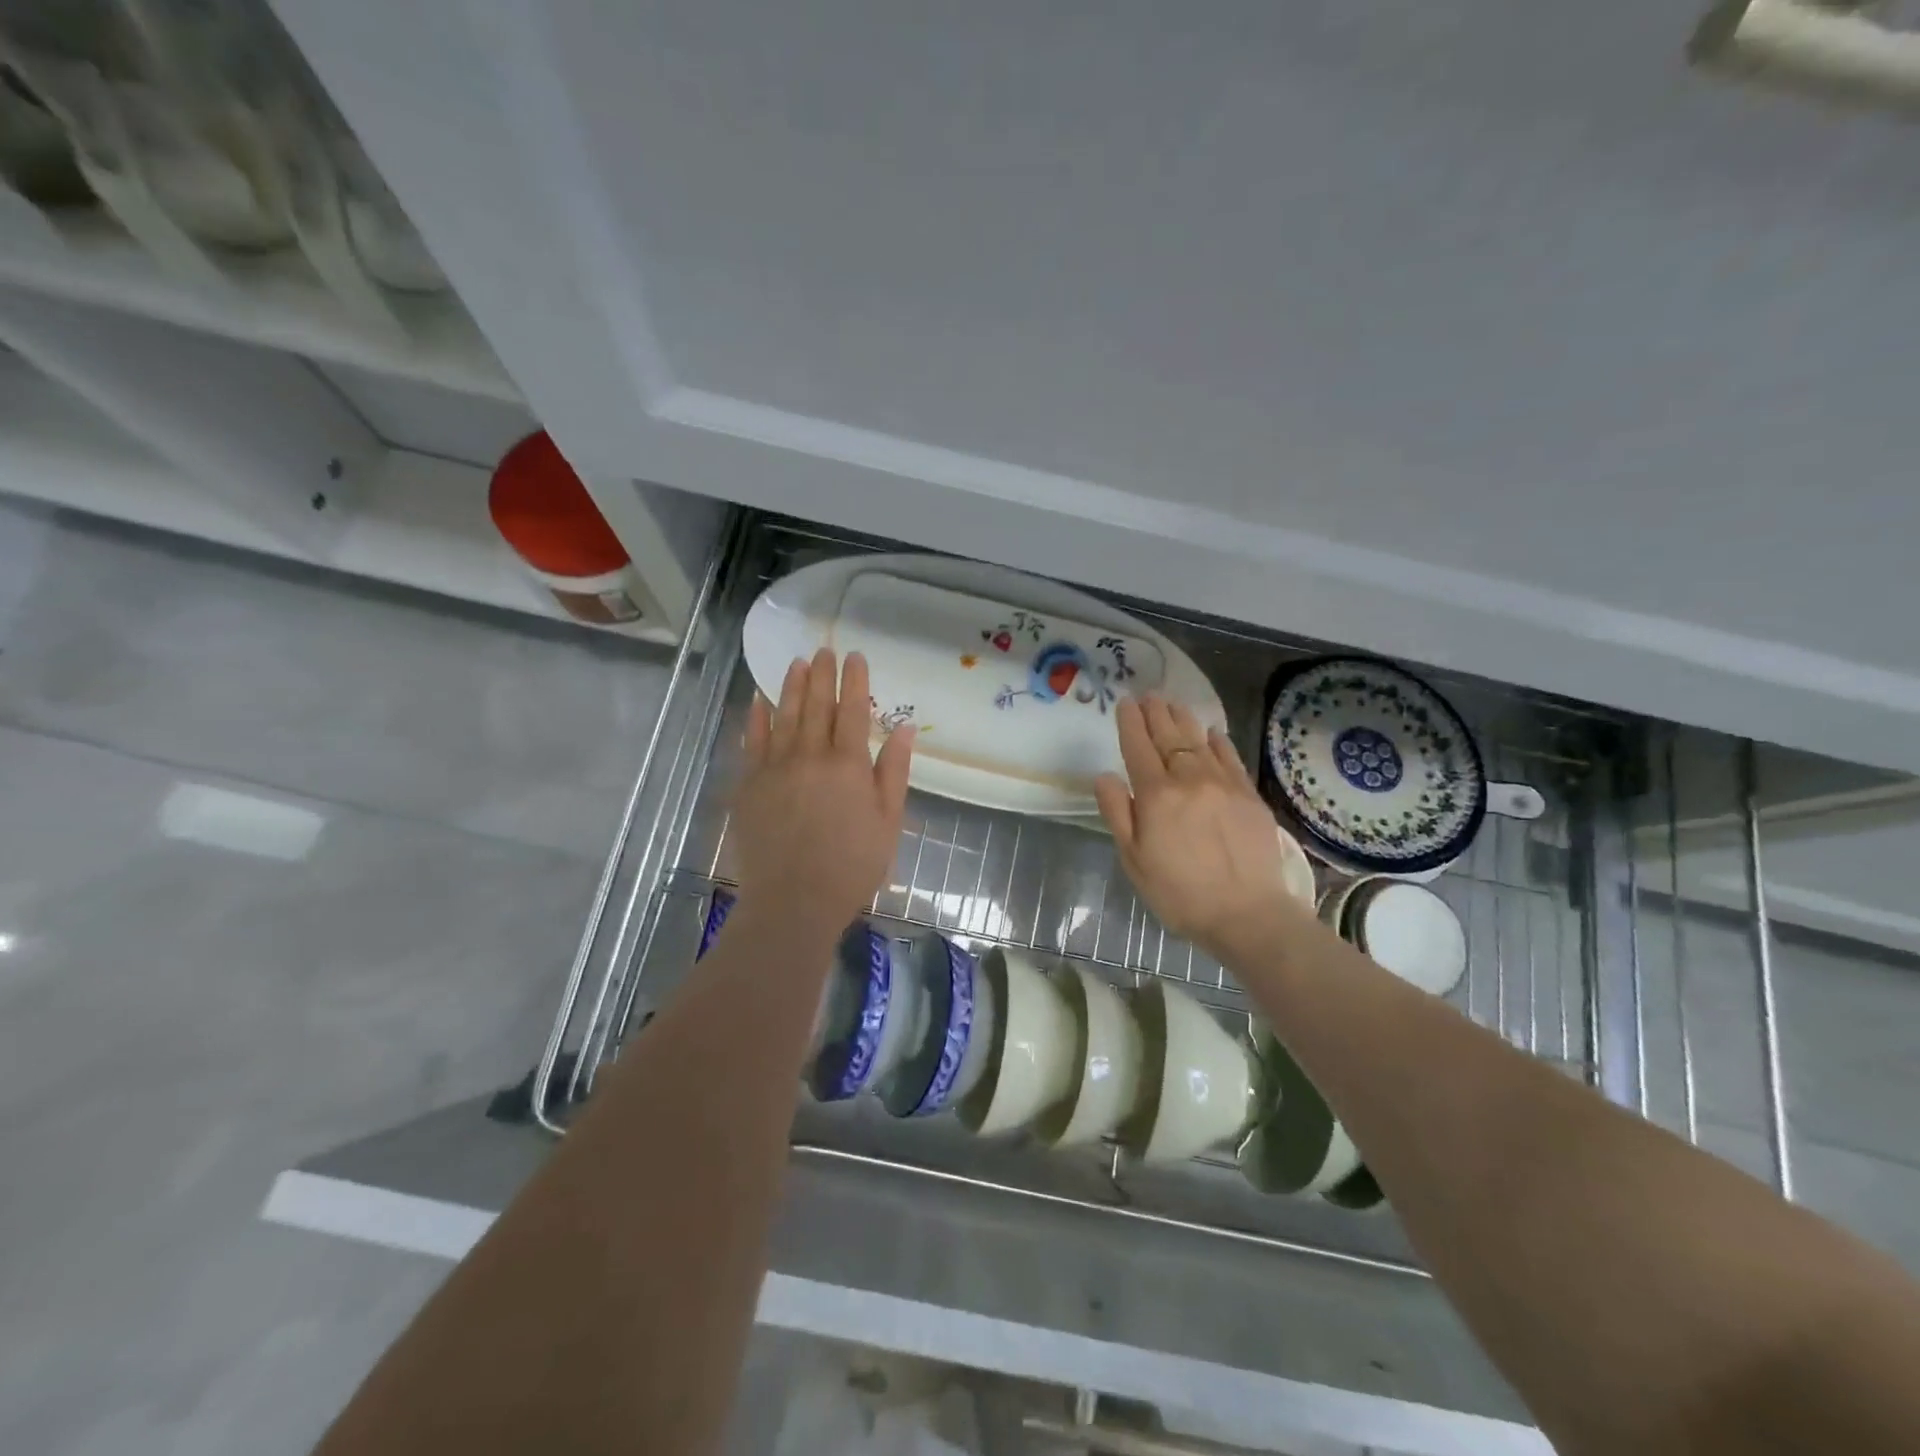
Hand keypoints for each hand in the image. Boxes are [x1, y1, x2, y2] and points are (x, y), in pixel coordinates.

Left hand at [735, 649, 913, 931]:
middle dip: (822, 674)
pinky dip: (756, 718)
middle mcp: (810, 756)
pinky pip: (752, 742)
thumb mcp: (888, 821)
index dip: (855, 680)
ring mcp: (775, 768)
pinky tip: (759, 701)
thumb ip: (893, 770)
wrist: (794, 900)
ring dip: (791, 686)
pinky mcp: (750, 785)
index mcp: (848, 765)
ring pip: (784, 716)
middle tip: (825, 650)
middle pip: (817, 705)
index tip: (855, 656)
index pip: (852, 710)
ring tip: (797, 663)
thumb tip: (903, 727)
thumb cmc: (852, 865)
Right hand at [1094, 694, 1303, 959]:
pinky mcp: (1249, 796)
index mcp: (1156, 795)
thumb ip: (1118, 813)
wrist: (1246, 913)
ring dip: (1184, 720)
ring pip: (1199, 741)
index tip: (1125, 703)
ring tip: (1173, 704)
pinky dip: (1218, 741)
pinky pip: (1230, 757)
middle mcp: (1189, 779)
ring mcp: (1223, 784)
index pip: (1138, 747)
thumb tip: (1105, 775)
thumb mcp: (1134, 860)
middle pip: (1169, 737)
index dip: (1130, 723)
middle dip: (1156, 713)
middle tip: (1148, 695)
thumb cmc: (1179, 892)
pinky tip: (1212, 733)